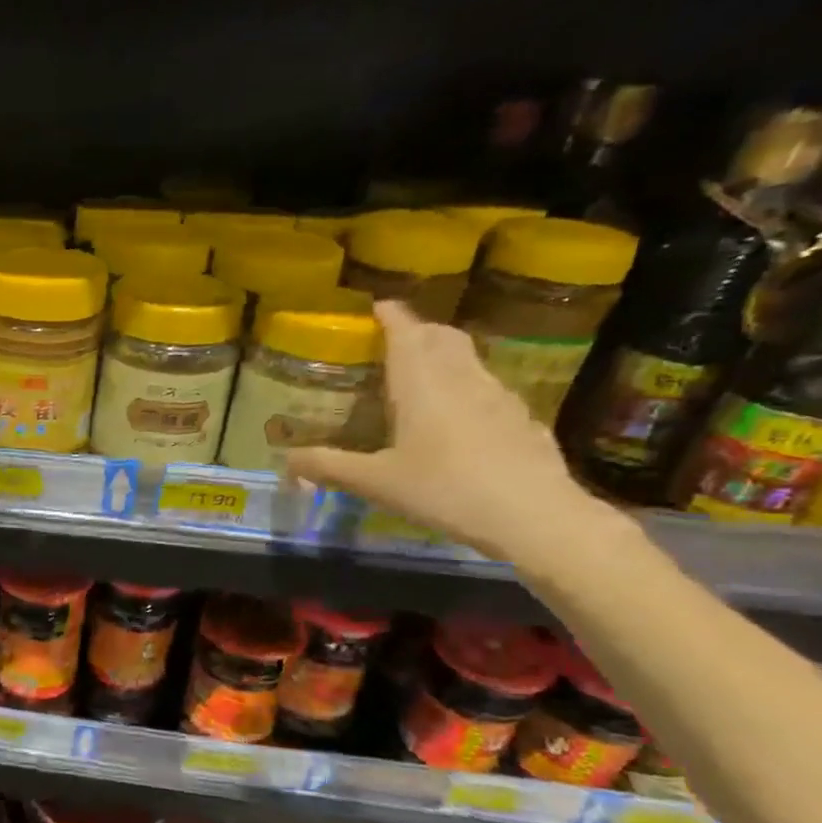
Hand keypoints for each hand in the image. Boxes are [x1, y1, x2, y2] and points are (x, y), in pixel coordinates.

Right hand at [287, 301, 608, 563]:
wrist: (535, 517)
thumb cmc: (445, 489)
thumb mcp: (375, 482)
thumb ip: (329, 467)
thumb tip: (286, 460)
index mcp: (422, 384)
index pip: (406, 333)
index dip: (391, 316)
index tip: (378, 305)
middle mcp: (461, 379)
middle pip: (442, 338)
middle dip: (419, 330)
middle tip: (396, 338)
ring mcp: (498, 397)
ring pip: (468, 360)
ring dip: (444, 355)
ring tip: (423, 372)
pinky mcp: (522, 420)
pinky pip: (488, 388)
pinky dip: (467, 386)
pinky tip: (459, 416)